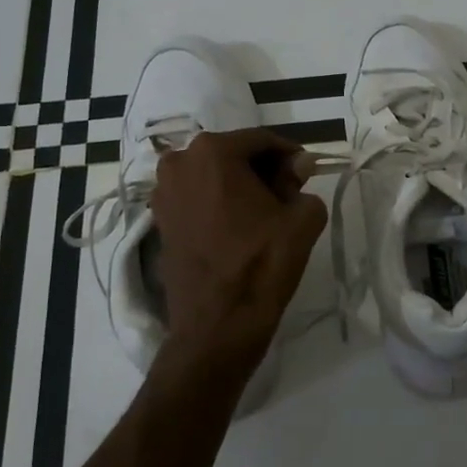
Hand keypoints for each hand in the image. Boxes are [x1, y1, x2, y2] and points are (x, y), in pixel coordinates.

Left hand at [150, 127, 327, 358]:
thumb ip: (302, 184)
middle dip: (263, 169)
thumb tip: (298, 168)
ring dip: (240, 186)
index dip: (289, 155)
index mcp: (213, 151)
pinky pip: (197, 198)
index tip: (307, 173)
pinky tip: (240, 228)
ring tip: (265, 214)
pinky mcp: (159, 219)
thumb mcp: (300, 219)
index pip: (262, 141)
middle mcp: (180, 162)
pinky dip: (219, 203)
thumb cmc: (262, 264)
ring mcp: (163, 191)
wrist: (217, 325)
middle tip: (289, 195)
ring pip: (213, 176)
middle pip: (234, 154)